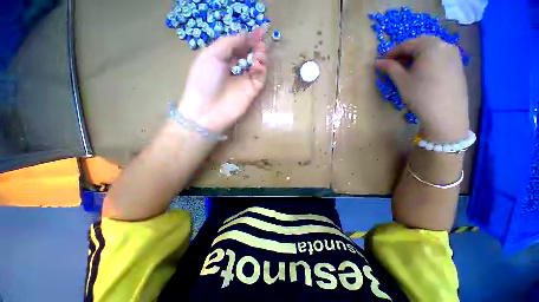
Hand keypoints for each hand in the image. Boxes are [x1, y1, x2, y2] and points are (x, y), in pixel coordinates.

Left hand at [178, 29, 266, 132]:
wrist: (208, 110)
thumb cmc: (204, 81)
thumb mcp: (211, 55)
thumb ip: (229, 43)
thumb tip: (246, 35)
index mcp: (221, 59)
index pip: (237, 46)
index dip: (247, 37)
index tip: (258, 29)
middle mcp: (234, 69)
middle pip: (248, 54)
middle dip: (254, 45)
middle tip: (260, 40)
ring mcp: (244, 81)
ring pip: (256, 65)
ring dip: (259, 56)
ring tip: (258, 53)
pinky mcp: (252, 91)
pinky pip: (260, 77)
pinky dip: (261, 69)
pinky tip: (257, 65)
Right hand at [375, 36, 469, 142]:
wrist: (446, 114)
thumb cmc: (421, 95)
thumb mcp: (402, 81)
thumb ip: (390, 68)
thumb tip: (377, 62)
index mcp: (430, 45)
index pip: (407, 44)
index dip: (392, 52)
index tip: (381, 61)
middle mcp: (445, 45)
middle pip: (420, 44)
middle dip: (405, 53)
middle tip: (393, 65)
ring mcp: (454, 55)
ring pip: (431, 50)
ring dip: (416, 56)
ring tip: (406, 69)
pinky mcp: (458, 66)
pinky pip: (439, 57)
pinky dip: (427, 61)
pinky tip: (421, 73)